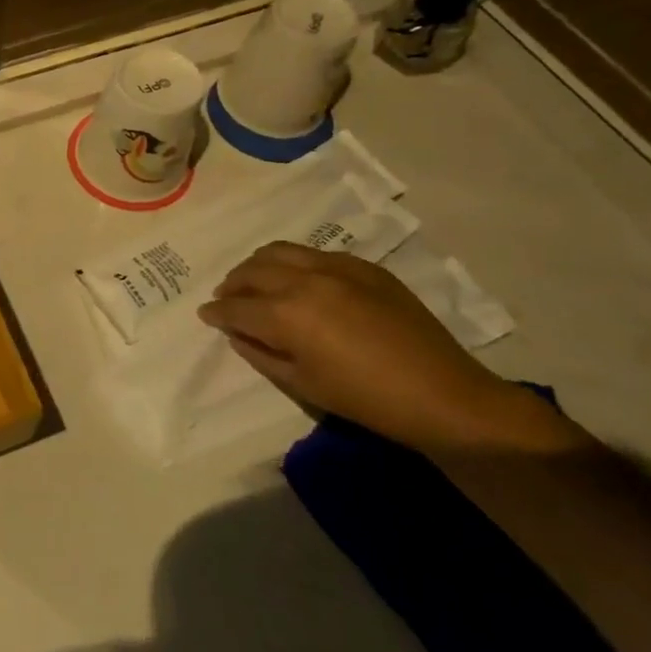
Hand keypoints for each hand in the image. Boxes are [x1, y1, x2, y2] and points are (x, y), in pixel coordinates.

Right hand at [197, 243, 573, 455]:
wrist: (444, 396)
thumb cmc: (366, 400)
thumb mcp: (302, 385)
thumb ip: (261, 353)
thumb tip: (237, 333)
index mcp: (286, 313)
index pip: (236, 306)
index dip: (216, 312)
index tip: (206, 314)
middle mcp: (304, 279)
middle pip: (252, 271)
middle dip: (232, 285)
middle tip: (227, 298)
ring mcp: (336, 267)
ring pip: (279, 251)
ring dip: (257, 266)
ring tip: (254, 281)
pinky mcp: (363, 266)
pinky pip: (314, 253)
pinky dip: (293, 263)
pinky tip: (297, 281)